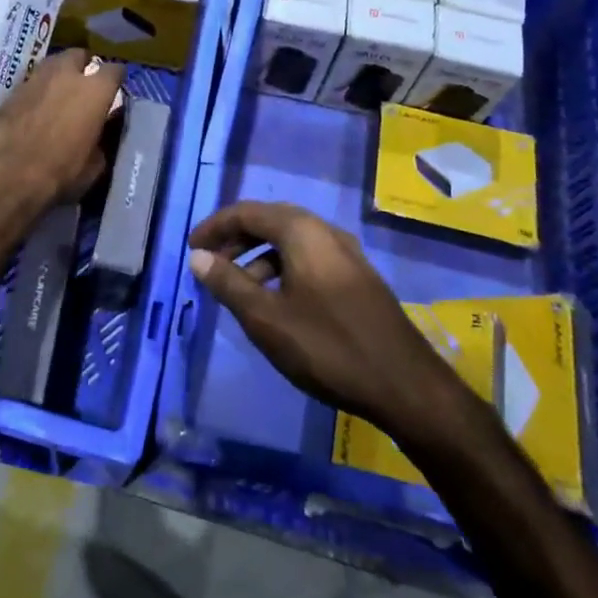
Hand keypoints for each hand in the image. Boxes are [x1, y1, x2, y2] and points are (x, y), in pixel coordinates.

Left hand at [0, 49, 124, 222]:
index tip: (115, 90)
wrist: (4, 179)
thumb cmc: (59, 175)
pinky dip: (35, 92)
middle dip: (83, 66)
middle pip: (78, 55)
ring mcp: (33, 79)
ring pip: (51, 65)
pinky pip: (29, 84)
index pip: (114, 70)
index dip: (116, 79)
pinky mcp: (8, 92)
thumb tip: (99, 131)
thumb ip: (101, 140)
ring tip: (58, 95)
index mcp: (94, 90)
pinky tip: (34, 110)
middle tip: (84, 85)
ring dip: (57, 75)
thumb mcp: (94, 166)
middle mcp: (65, 75)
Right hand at [187, 202, 459, 428]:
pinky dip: (282, 269)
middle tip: (210, 264)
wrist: (406, 385)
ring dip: (259, 257)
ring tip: (239, 289)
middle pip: (270, 221)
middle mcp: (326, 232)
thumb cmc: (328, 347)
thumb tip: (198, 257)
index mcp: (302, 232)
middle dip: (236, 239)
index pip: (247, 212)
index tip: (191, 247)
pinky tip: (276, 302)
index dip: (215, 227)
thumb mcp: (266, 318)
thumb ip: (228, 284)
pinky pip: (309, 258)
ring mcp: (347, 254)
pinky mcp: (358, 278)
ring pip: (291, 242)